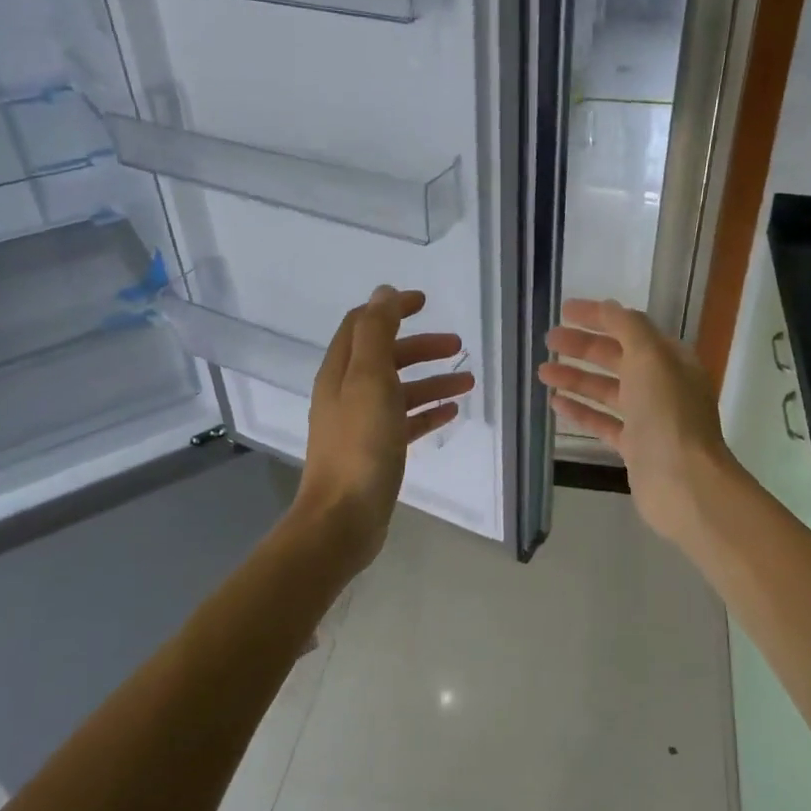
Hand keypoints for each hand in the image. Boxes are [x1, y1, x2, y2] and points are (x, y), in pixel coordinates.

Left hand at [294, 286, 474, 566]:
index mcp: (341, 370)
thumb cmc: (360, 444)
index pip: (363, 324)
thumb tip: (383, 292)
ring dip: (433, 380)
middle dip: (421, 346)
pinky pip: (406, 421)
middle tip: (457, 344)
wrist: (343, 518)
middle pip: (386, 356)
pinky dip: (428, 411)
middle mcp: (347, 392)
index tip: (425, 302)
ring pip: (400, 390)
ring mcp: (362, 423)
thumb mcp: (369, 378)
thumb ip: (376, 332)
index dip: (392, 309)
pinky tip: (452, 413)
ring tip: (468, 381)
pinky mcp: (377, 450)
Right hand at [538, 297, 736, 544]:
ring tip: (543, 371)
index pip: (630, 328)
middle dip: (583, 347)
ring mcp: (649, 418)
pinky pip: (603, 422)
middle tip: (548, 340)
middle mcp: (662, 385)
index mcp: (671, 359)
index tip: (564, 310)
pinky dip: (581, 410)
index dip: (598, 317)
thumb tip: (608, 307)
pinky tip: (556, 403)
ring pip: (607, 390)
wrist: (684, 483)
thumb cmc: (668, 413)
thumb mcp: (650, 357)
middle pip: (617, 358)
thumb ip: (628, 328)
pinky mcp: (635, 447)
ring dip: (576, 378)